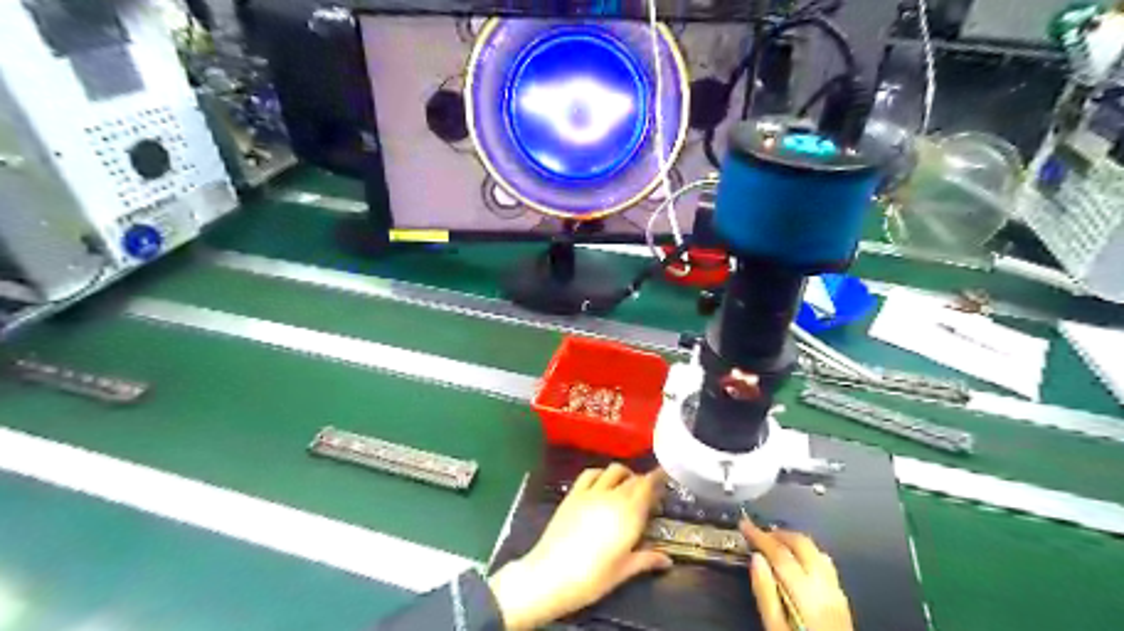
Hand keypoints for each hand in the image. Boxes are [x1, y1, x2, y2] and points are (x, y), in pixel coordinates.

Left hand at [487, 464, 669, 630]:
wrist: (551, 574)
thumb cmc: (592, 577)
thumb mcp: (623, 571)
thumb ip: (647, 559)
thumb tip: (667, 560)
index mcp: (629, 514)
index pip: (648, 485)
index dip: (657, 479)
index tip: (665, 480)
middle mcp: (612, 496)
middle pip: (633, 478)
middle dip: (644, 481)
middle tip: (649, 493)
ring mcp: (591, 492)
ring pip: (613, 470)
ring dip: (624, 474)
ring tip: (627, 486)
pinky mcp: (574, 493)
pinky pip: (590, 473)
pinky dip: (601, 473)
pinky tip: (602, 482)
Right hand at [745, 518, 856, 629]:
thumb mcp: (775, 629)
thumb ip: (765, 593)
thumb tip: (756, 558)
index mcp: (806, 595)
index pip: (780, 553)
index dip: (760, 535)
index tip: (743, 524)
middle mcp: (825, 587)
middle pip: (802, 545)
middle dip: (778, 533)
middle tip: (758, 533)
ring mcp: (837, 591)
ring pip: (816, 550)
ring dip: (793, 540)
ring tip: (774, 542)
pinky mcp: (842, 598)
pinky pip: (825, 563)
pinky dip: (808, 552)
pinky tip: (797, 559)